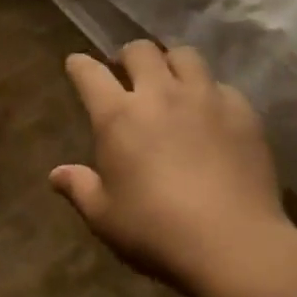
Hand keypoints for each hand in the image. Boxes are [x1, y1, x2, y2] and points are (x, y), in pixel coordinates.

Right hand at [51, 41, 296, 296]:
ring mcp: (203, 97)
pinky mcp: (240, 111)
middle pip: (139, 50)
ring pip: (183, 54)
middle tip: (129, 75)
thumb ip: (80, 188)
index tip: (77, 65)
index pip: (89, 72)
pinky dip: (210, 93)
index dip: (79, 65)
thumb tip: (56, 174)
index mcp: (118, 115)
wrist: (235, 246)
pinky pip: (221, 85)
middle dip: (128, 57)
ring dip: (171, 63)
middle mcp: (159, 93)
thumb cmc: (158, 233)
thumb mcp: (105, 217)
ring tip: (172, 82)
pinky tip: (212, 114)